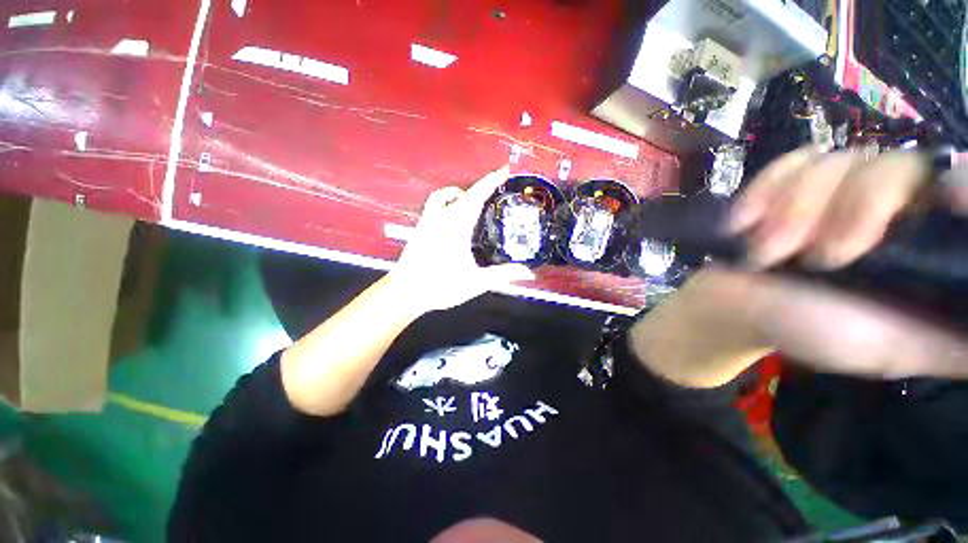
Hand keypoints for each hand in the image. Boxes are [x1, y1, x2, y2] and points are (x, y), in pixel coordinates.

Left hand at [388, 166, 534, 312]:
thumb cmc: (441, 285)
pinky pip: (434, 205)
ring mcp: (428, 221)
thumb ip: (502, 275)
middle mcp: (441, 217)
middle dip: (481, 186)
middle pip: (463, 193)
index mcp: (457, 225)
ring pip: (443, 196)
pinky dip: (446, 202)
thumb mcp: (476, 282)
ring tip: (472, 200)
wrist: (405, 292)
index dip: (492, 181)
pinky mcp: (420, 228)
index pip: (477, 195)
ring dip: (459, 192)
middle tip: (496, 187)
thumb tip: (527, 272)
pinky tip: (451, 216)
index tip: (504, 170)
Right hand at [647, 148, 967, 383]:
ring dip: (792, 211)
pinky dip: (765, 189)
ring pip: (835, 163)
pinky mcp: (790, 183)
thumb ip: (952, 342)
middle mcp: (893, 203)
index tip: (942, 202)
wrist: (741, 309)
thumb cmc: (814, 330)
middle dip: (852, 210)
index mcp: (926, 241)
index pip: (960, 185)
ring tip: (765, 253)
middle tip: (819, 260)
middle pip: (895, 166)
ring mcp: (838, 188)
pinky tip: (745, 222)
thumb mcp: (895, 350)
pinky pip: (789, 162)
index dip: (959, 183)